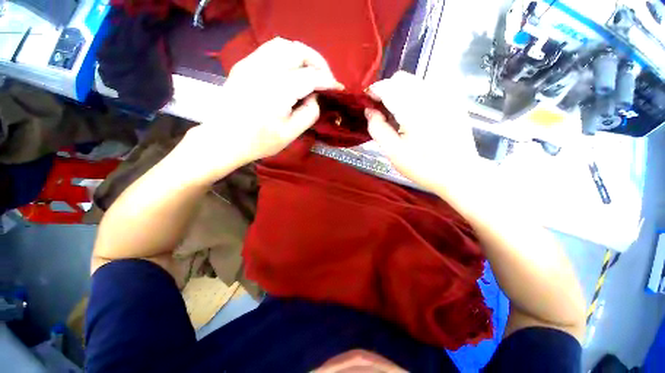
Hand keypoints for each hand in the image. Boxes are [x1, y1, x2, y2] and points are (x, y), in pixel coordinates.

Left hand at [181, 37, 342, 180]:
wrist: (224, 139)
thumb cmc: (259, 141)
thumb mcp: (291, 133)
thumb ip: (309, 113)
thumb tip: (315, 97)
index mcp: (279, 90)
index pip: (310, 76)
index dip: (327, 81)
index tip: (338, 88)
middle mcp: (265, 69)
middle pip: (298, 51)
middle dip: (318, 62)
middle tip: (326, 77)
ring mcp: (251, 64)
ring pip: (283, 45)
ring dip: (302, 55)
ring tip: (310, 70)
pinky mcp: (244, 65)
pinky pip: (269, 49)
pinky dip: (286, 54)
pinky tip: (291, 69)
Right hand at [365, 72, 477, 193]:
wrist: (459, 173)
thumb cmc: (423, 166)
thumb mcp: (393, 152)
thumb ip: (377, 128)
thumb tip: (369, 111)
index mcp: (414, 108)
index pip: (387, 87)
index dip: (373, 92)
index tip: (367, 105)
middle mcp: (431, 93)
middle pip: (401, 79)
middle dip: (387, 91)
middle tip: (383, 114)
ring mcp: (446, 94)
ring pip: (414, 81)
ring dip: (401, 93)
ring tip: (399, 116)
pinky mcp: (453, 99)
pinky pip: (428, 86)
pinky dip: (415, 95)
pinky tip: (416, 114)